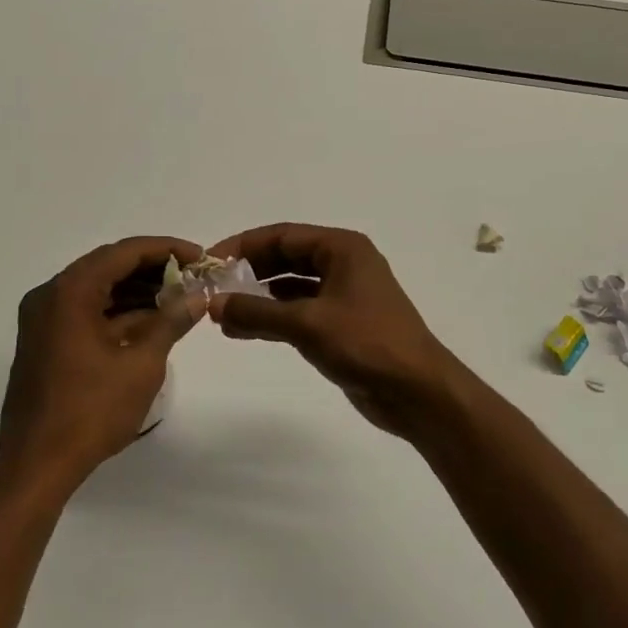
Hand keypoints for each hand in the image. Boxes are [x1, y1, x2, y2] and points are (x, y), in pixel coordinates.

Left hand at [0, 236, 204, 494]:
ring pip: (97, 289)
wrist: (36, 467)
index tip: (199, 257)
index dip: (165, 249)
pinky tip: (150, 321)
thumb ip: (171, 321)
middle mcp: (50, 296)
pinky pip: (85, 312)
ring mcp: (43, 320)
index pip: (123, 253)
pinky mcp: (44, 342)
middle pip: (108, 266)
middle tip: (192, 276)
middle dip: (152, 269)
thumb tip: (198, 296)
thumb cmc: (91, 411)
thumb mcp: (141, 364)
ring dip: (136, 290)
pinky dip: (117, 312)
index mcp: (69, 292)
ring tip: (178, 298)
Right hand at [205, 224, 476, 440]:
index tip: (210, 262)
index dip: (243, 246)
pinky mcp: (343, 323)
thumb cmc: (366, 344)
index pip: (282, 235)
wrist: (418, 392)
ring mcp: (344, 294)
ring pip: (291, 285)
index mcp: (342, 248)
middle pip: (286, 257)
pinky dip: (273, 317)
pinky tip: (245, 331)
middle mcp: (343, 263)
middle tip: (212, 288)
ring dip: (258, 297)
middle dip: (249, 271)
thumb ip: (257, 312)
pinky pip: (300, 310)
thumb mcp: (307, 324)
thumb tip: (213, 305)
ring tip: (221, 315)